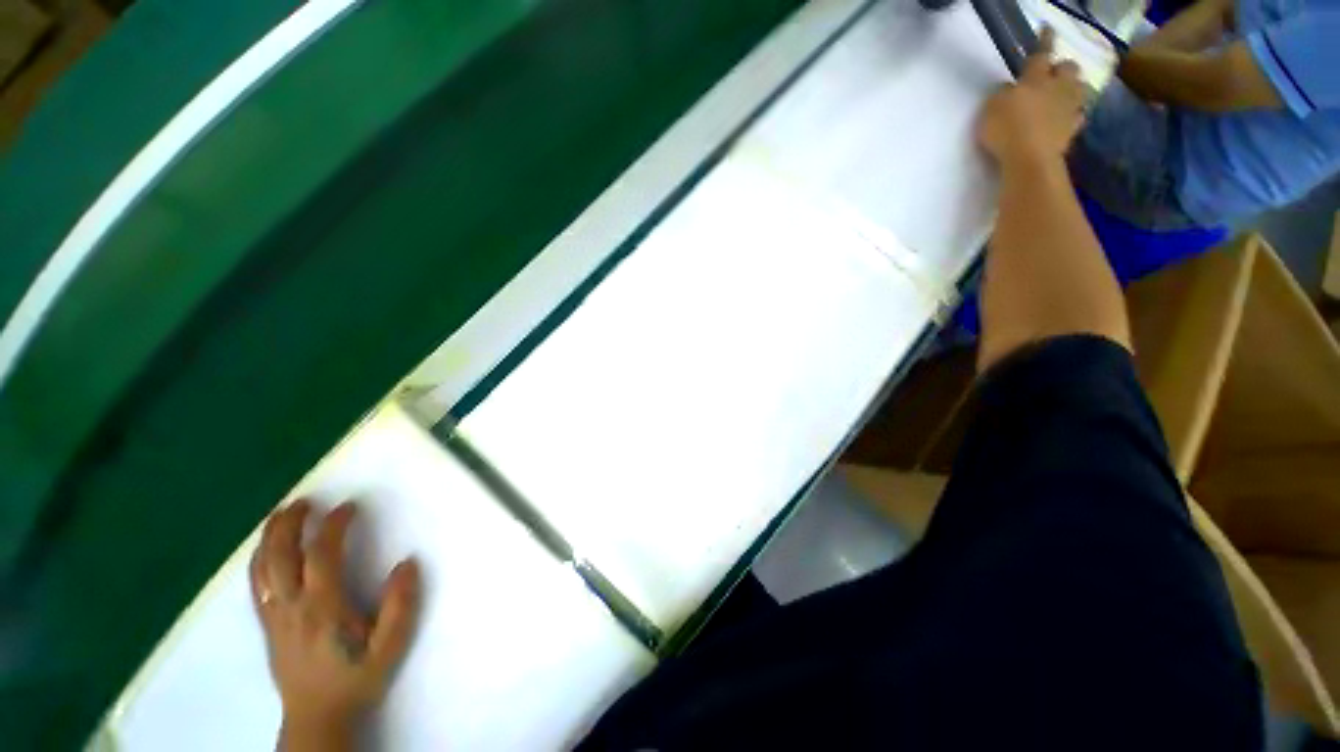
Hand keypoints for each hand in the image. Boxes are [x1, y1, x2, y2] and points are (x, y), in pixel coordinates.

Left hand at [250, 501, 419, 740]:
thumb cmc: (356, 679)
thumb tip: (407, 564)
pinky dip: (258, 560)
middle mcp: (291, 607)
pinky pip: (255, 585)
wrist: (318, 718)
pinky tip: (266, 550)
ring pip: (261, 569)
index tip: (349, 507)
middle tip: (306, 500)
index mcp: (322, 609)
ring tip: (281, 515)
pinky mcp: (267, 625)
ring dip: (269, 537)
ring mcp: (274, 617)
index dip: (333, 526)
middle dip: (290, 524)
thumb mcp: (390, 647)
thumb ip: (401, 605)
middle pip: (279, 556)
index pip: (321, 556)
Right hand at [976, 28, 1086, 167]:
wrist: (1029, 160)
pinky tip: (1066, 119)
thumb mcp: (991, 109)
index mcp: (1036, 79)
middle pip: (1068, 69)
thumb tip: (1011, 89)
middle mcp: (1057, 88)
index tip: (1047, 31)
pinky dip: (1072, 115)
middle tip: (1053, 76)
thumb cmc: (1006, 130)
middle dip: (1062, 69)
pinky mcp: (1072, 130)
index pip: (1041, 55)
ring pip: (1079, 89)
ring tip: (1063, 96)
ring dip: (1072, 89)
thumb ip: (1002, 94)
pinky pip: (1077, 116)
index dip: (1044, 42)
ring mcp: (1068, 109)